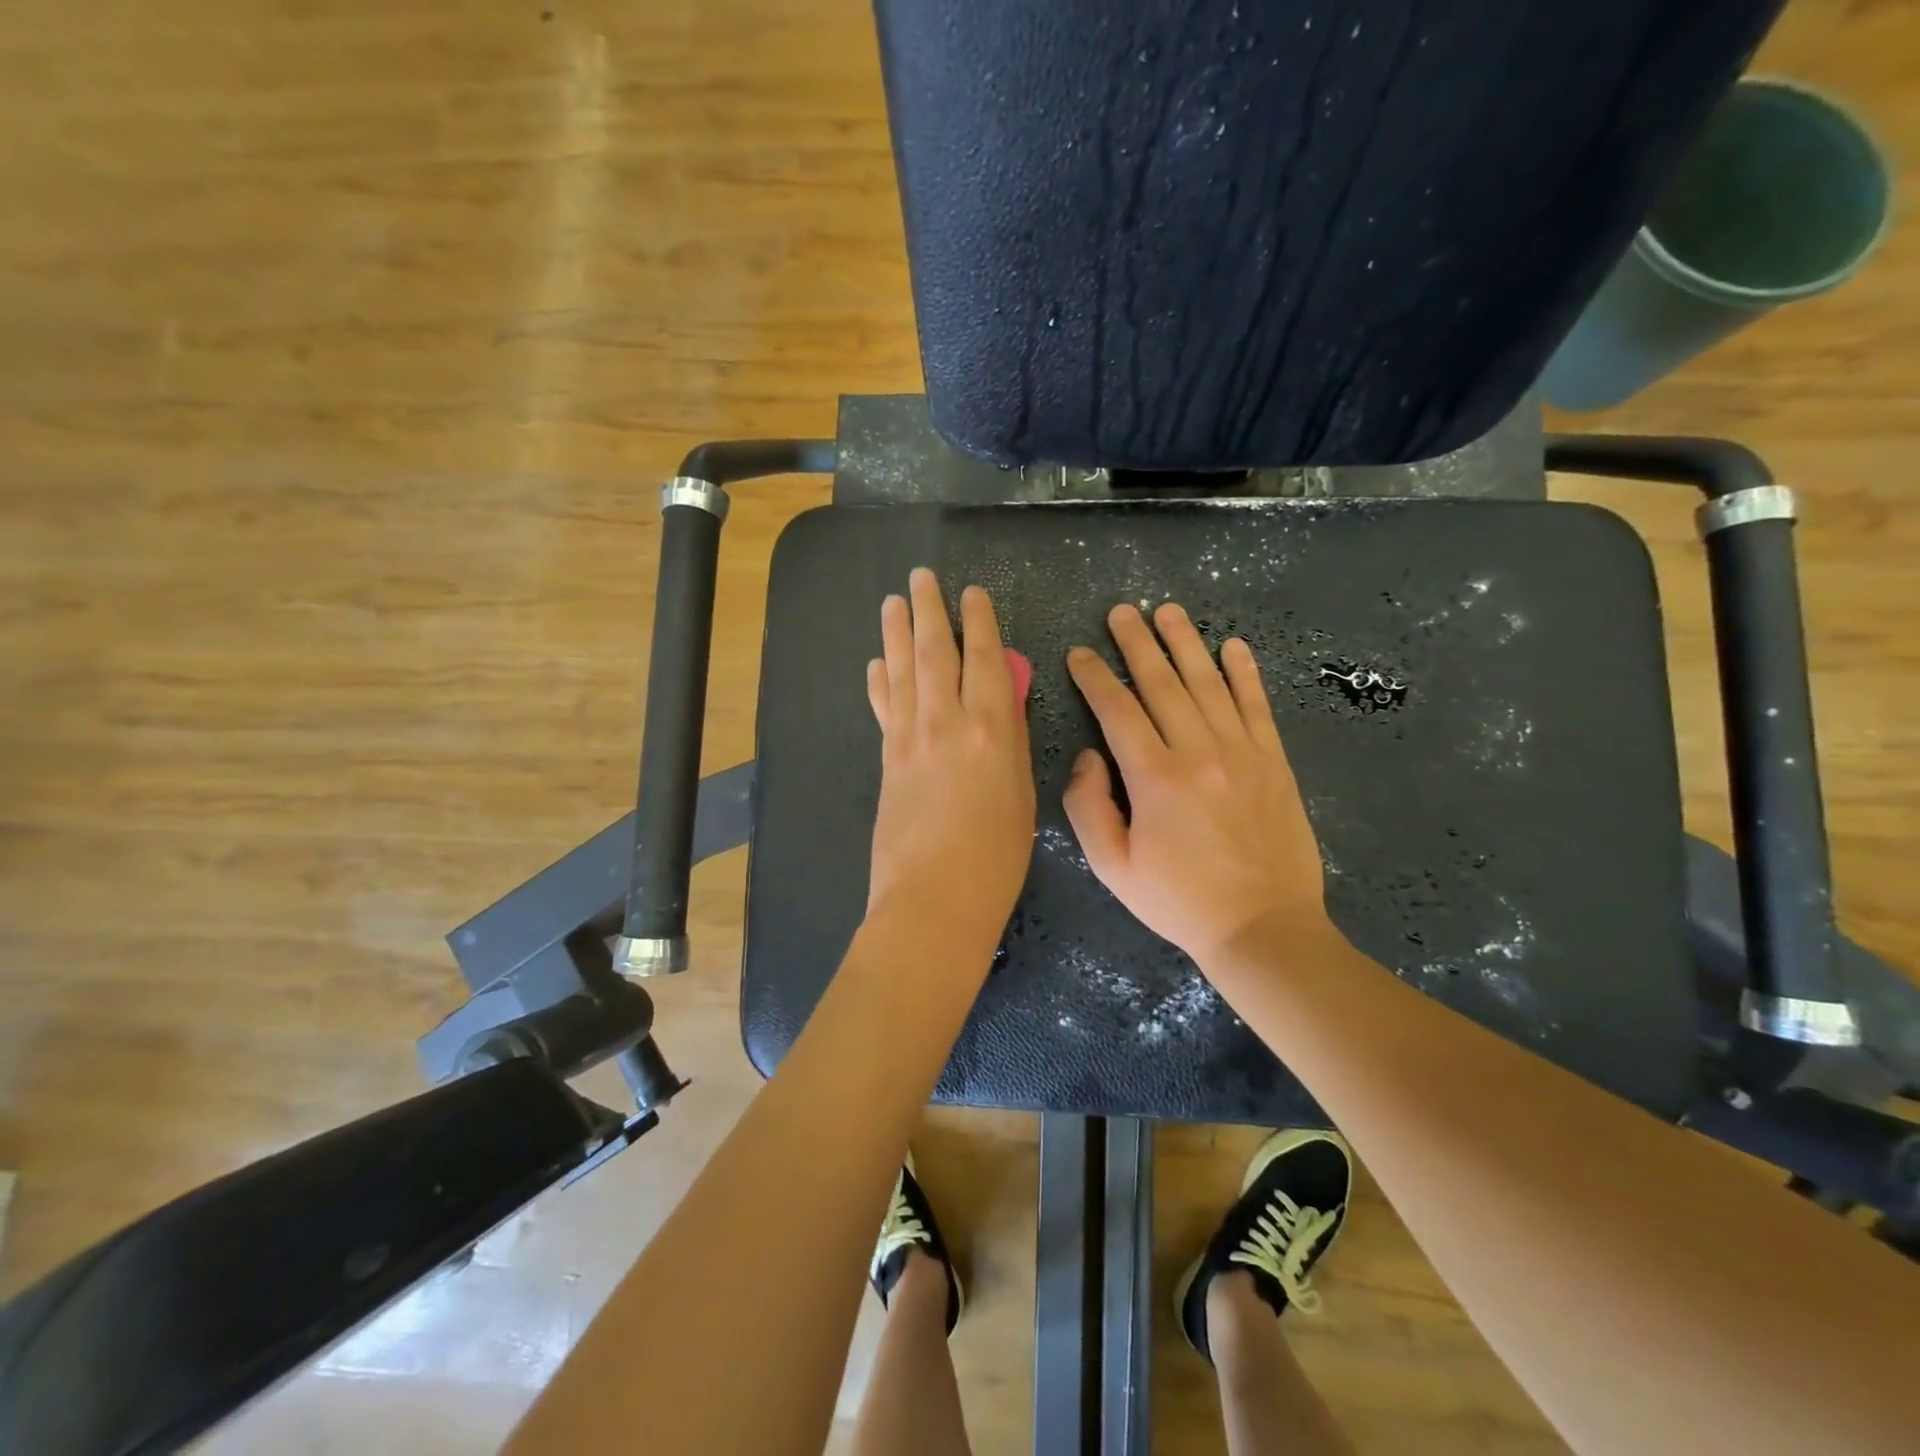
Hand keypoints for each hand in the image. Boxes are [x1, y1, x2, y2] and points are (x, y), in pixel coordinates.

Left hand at [865, 569, 1035, 953]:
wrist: (932, 903)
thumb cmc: (995, 859)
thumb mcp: (1020, 796)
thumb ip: (1013, 740)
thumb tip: (1006, 698)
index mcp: (991, 731)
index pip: (985, 660)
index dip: (980, 623)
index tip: (973, 593)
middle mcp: (946, 723)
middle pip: (935, 654)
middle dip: (929, 611)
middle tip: (921, 577)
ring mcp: (909, 740)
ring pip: (901, 672)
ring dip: (896, 633)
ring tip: (892, 601)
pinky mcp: (886, 760)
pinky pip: (884, 708)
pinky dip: (879, 682)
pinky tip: (876, 663)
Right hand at [1064, 602, 1336, 974]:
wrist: (1263, 928)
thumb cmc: (1179, 901)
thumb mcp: (1112, 867)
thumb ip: (1088, 807)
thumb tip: (1088, 757)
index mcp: (1154, 777)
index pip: (1117, 710)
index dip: (1094, 677)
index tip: (1079, 652)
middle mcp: (1198, 751)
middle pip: (1162, 683)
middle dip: (1137, 643)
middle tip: (1121, 610)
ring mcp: (1241, 752)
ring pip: (1208, 683)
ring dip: (1186, 643)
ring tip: (1168, 611)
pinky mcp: (1273, 762)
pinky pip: (1257, 706)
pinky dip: (1245, 672)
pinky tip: (1233, 646)